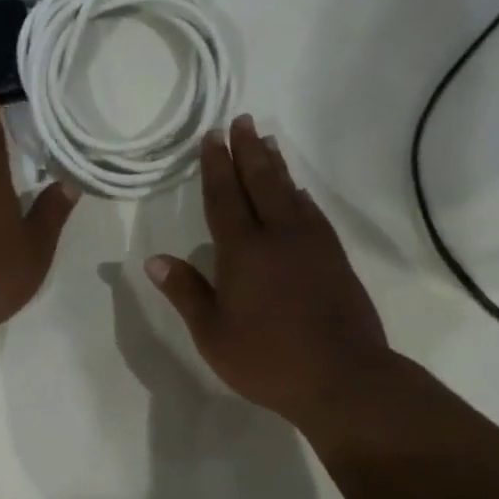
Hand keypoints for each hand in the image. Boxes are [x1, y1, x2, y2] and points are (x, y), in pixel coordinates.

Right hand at [147, 116, 390, 430]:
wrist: (343, 377)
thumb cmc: (268, 359)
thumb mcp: (213, 334)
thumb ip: (187, 293)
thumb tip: (155, 260)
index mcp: (243, 251)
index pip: (224, 198)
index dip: (216, 166)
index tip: (212, 136)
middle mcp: (279, 236)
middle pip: (261, 182)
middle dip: (249, 150)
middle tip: (242, 121)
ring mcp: (313, 245)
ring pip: (291, 193)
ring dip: (276, 165)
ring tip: (268, 141)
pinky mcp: (335, 259)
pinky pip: (313, 214)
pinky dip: (301, 196)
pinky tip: (300, 193)